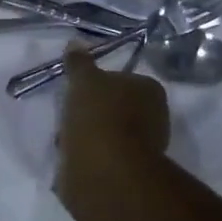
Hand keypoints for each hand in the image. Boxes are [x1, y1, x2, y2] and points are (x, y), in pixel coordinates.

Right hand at [55, 48, 169, 213]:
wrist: (106, 176)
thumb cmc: (100, 117)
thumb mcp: (84, 80)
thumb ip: (79, 62)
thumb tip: (76, 43)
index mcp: (151, 91)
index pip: (125, 79)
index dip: (100, 84)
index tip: (80, 91)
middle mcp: (155, 119)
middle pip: (117, 108)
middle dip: (94, 112)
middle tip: (71, 115)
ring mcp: (144, 151)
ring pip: (110, 134)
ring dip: (89, 136)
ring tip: (66, 140)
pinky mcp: (129, 177)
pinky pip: (104, 159)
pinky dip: (89, 159)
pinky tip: (73, 159)